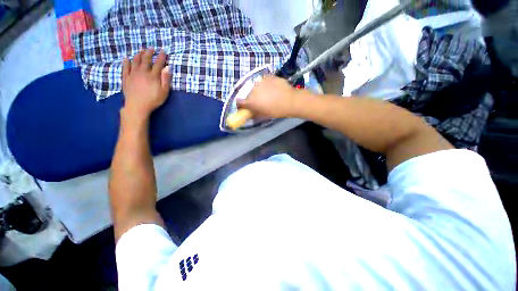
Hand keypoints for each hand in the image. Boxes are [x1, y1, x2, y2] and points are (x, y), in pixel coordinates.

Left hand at [122, 48, 170, 117]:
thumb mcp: (164, 91)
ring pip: (135, 61)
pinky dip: (126, 62)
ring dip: (138, 55)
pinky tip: (126, 58)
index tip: (163, 51)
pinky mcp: (126, 78)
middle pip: (146, 60)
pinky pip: (125, 68)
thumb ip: (166, 79)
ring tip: (141, 51)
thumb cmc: (153, 100)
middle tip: (151, 48)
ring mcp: (133, 74)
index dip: (161, 57)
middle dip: (149, 53)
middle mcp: (142, 72)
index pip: (158, 64)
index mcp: (153, 76)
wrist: (137, 106)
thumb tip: (168, 68)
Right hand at [237, 75, 298, 118]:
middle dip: (251, 98)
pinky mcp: (268, 77)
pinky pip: (263, 81)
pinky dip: (266, 84)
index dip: (241, 105)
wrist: (290, 101)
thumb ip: (254, 114)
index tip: (244, 106)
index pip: (239, 102)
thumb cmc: (276, 111)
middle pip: (248, 94)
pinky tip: (272, 88)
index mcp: (251, 101)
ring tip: (267, 94)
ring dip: (258, 90)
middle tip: (259, 101)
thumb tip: (249, 113)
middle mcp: (253, 90)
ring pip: (255, 86)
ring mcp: (260, 82)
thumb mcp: (264, 115)